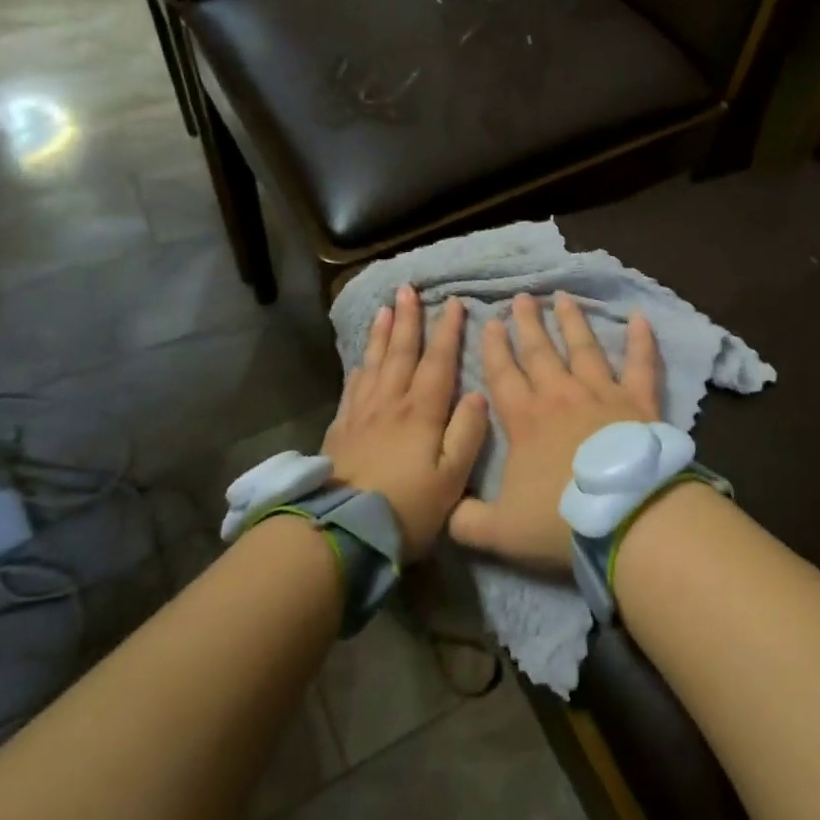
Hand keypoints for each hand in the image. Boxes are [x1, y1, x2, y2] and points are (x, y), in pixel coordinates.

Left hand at [322, 287, 488, 559]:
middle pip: (401, 352)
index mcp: (422, 412)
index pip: (438, 361)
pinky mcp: (340, 429)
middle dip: (408, 319)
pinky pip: (353, 387)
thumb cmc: (407, 507)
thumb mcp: (451, 478)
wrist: (342, 530)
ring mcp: (362, 414)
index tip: (453, 303)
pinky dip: (360, 367)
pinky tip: (361, 360)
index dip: (447, 331)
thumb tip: (478, 394)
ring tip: (384, 308)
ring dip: (381, 333)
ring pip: (374, 363)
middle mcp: (391, 403)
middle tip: (408, 289)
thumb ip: (467, 434)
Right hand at [449, 292, 659, 569]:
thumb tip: (444, 511)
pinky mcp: (639, 401)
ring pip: (584, 348)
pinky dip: (642, 340)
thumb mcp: (498, 531)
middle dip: (528, 324)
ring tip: (563, 297)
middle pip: (540, 352)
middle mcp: (561, 395)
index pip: (503, 375)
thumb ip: (465, 520)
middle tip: (522, 298)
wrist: (626, 518)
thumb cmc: (561, 520)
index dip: (494, 348)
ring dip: (572, 321)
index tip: (490, 321)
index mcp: (525, 420)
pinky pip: (641, 364)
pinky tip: (641, 318)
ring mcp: (602, 393)